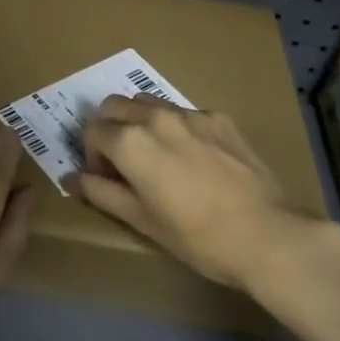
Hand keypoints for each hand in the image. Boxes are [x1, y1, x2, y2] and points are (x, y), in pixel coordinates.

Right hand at [75, 95, 310, 291]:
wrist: (268, 235)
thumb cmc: (197, 237)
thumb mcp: (142, 221)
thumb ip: (101, 193)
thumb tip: (71, 178)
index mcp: (131, 141)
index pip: (91, 130)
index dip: (91, 156)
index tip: (106, 179)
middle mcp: (156, 117)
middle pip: (114, 105)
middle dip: (109, 129)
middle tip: (123, 163)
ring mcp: (191, 114)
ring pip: (148, 103)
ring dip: (139, 122)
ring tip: (156, 156)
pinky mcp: (220, 118)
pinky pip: (184, 113)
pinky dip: (175, 127)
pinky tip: (193, 159)